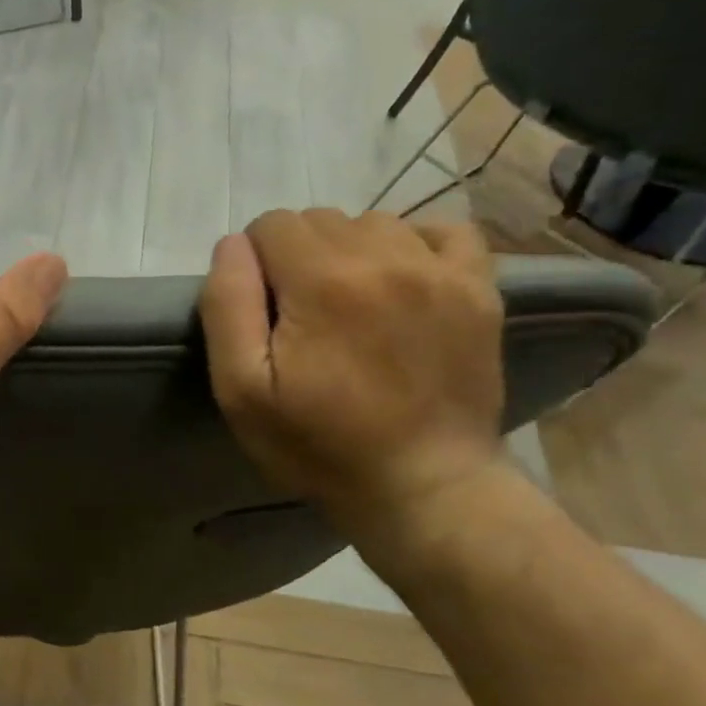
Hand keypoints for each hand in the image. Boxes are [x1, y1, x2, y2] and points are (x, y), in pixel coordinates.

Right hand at [200, 209, 506, 539]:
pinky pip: (442, 231)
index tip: (264, 312)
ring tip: (352, 306)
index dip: (255, 264)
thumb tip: (233, 245)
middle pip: (319, 220)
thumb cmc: (318, 445)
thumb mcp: (242, 390)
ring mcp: (440, 269)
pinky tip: (401, 284)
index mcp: (322, 280)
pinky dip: (413, 246)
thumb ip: (227, 306)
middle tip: (304, 317)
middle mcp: (384, 256)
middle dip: (298, 258)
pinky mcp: (479, 288)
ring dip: (350, 252)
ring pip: (373, 223)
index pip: (270, 225)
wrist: (422, 485)